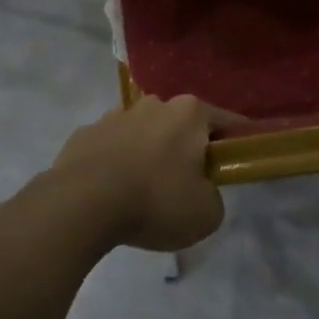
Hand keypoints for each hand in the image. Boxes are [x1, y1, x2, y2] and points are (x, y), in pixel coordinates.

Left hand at [47, 96, 227, 252]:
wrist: (81, 205)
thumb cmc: (155, 201)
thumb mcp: (206, 213)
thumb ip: (213, 197)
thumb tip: (199, 191)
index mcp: (189, 113)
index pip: (226, 121)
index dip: (236, 142)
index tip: (238, 161)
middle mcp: (153, 104)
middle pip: (180, 125)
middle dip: (186, 148)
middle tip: (187, 184)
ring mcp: (114, 116)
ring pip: (143, 133)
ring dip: (148, 153)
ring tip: (143, 191)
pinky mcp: (83, 134)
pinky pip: (110, 148)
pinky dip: (115, 164)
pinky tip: (112, 192)